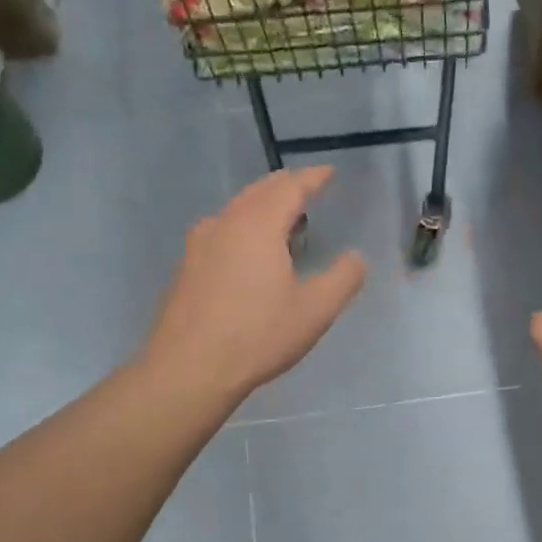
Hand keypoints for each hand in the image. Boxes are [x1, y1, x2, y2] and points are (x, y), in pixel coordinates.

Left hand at [142, 167, 366, 404]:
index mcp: (258, 224)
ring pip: (236, 210)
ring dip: (261, 206)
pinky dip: (242, 227)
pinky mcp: (186, 267)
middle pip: (259, 191)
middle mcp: (225, 223)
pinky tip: (248, 253)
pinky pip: (221, 231)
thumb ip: (342, 279)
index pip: (290, 187)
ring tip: (282, 220)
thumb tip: (355, 257)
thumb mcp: (314, 311)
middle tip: (306, 189)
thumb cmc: (257, 335)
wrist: (188, 368)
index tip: (328, 173)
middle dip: (285, 186)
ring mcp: (199, 244)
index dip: (313, 178)